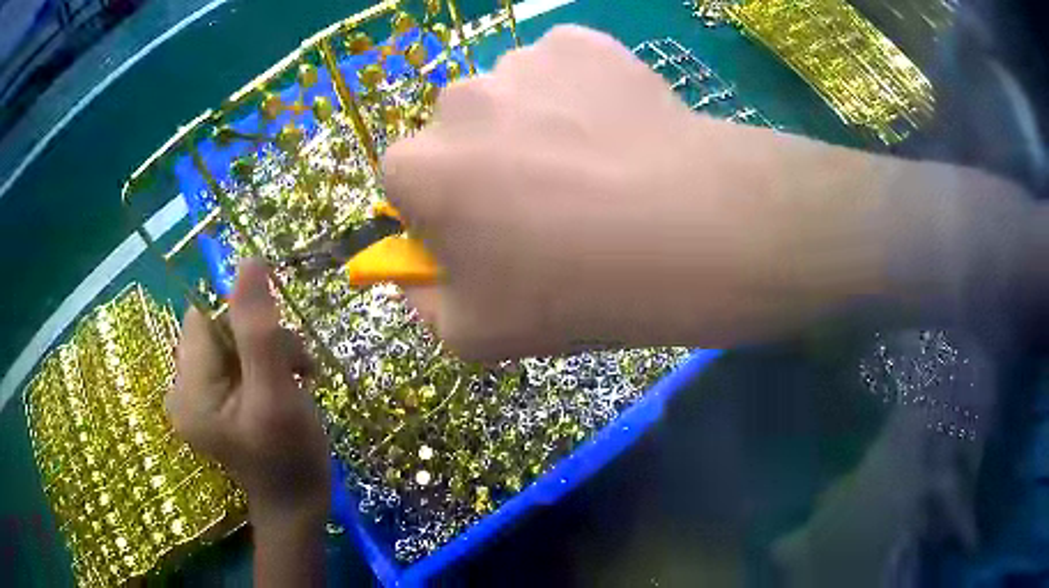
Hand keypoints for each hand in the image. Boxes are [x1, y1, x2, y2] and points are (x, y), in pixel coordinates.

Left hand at [166, 259, 329, 524]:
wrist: (297, 504)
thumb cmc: (289, 459)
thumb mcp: (276, 394)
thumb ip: (258, 329)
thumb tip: (247, 261)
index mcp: (189, 388)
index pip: (206, 317)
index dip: (244, 320)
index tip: (277, 349)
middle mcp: (183, 386)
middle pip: (219, 327)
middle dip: (263, 339)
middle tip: (295, 371)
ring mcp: (198, 393)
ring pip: (233, 339)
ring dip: (270, 350)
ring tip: (298, 380)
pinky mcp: (214, 397)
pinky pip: (237, 357)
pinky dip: (266, 363)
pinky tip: (287, 383)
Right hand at [383, 25, 887, 359]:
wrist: (684, 231)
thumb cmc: (570, 291)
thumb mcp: (474, 335)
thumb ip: (424, 305)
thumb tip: (415, 274)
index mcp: (416, 168)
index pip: (405, 181)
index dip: (442, 208)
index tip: (485, 230)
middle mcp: (454, 101)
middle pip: (458, 132)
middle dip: (485, 162)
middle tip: (549, 200)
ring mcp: (520, 62)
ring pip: (511, 95)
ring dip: (534, 122)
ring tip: (594, 165)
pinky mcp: (578, 42)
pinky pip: (562, 68)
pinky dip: (578, 91)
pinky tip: (615, 130)